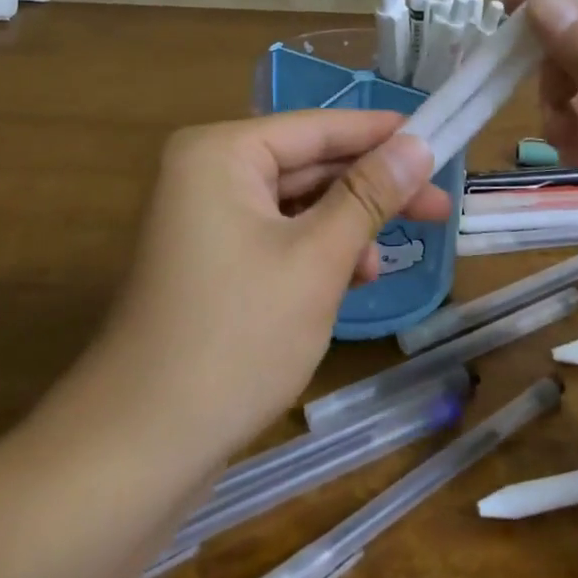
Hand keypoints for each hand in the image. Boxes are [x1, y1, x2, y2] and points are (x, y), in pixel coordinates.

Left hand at [74, 112, 445, 467]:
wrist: (138, 450)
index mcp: (222, 152)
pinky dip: (316, 251)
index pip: (318, 127)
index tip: (440, 137)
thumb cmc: (236, 338)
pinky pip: (276, 235)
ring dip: (347, 225)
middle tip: (438, 204)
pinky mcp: (209, 259)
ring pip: (295, 203)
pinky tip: (354, 277)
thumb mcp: (317, 259)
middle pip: (308, 164)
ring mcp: (204, 217)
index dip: (381, 133)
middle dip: (371, 188)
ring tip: (395, 252)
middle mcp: (208, 171)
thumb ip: (370, 195)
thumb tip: (420, 143)